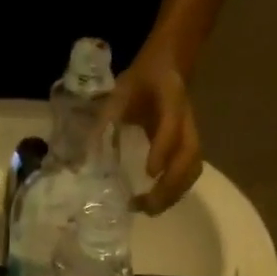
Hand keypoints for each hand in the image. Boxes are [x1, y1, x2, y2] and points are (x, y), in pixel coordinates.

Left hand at [104, 46, 201, 215]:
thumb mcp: (120, 91)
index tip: (150, 173)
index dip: (163, 149)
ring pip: (192, 169)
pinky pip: (189, 173)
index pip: (171, 125)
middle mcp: (186, 119)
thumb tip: (84, 156)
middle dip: (170, 185)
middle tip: (145, 205)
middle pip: (189, 156)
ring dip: (173, 194)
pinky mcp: (188, 146)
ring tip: (148, 209)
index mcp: (170, 98)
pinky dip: (175, 192)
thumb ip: (106, 119)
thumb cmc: (141, 81)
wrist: (168, 66)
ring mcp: (190, 134)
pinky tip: (155, 202)